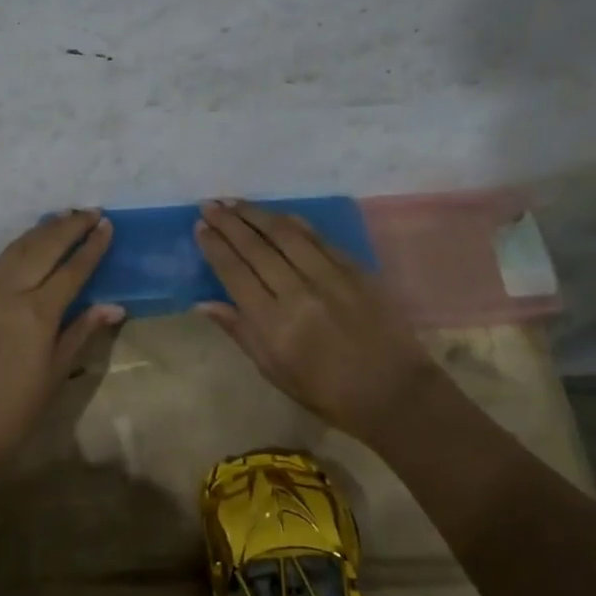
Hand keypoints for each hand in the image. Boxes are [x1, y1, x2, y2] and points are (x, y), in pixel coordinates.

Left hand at [0, 210, 125, 464]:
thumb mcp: (55, 373)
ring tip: (63, 217)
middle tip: (90, 211)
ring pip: (16, 249)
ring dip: (41, 230)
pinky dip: (18, 248)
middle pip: (43, 247)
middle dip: (68, 226)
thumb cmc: (14, 411)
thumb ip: (82, 332)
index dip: (91, 246)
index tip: (107, 225)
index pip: (72, 269)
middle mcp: (9, 293)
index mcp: (36, 313)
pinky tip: (29, 246)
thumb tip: (114, 306)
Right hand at [194, 200, 434, 441]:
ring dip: (255, 214)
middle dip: (228, 222)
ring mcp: (330, 277)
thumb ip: (239, 331)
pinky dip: (291, 221)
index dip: (215, 246)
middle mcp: (299, 293)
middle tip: (208, 205)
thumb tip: (202, 302)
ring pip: (285, 233)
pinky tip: (275, 214)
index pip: (235, 273)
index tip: (200, 227)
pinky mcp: (355, 269)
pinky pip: (317, 236)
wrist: (395, 393)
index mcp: (274, 325)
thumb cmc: (327, 392)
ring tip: (233, 202)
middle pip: (256, 246)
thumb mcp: (273, 370)